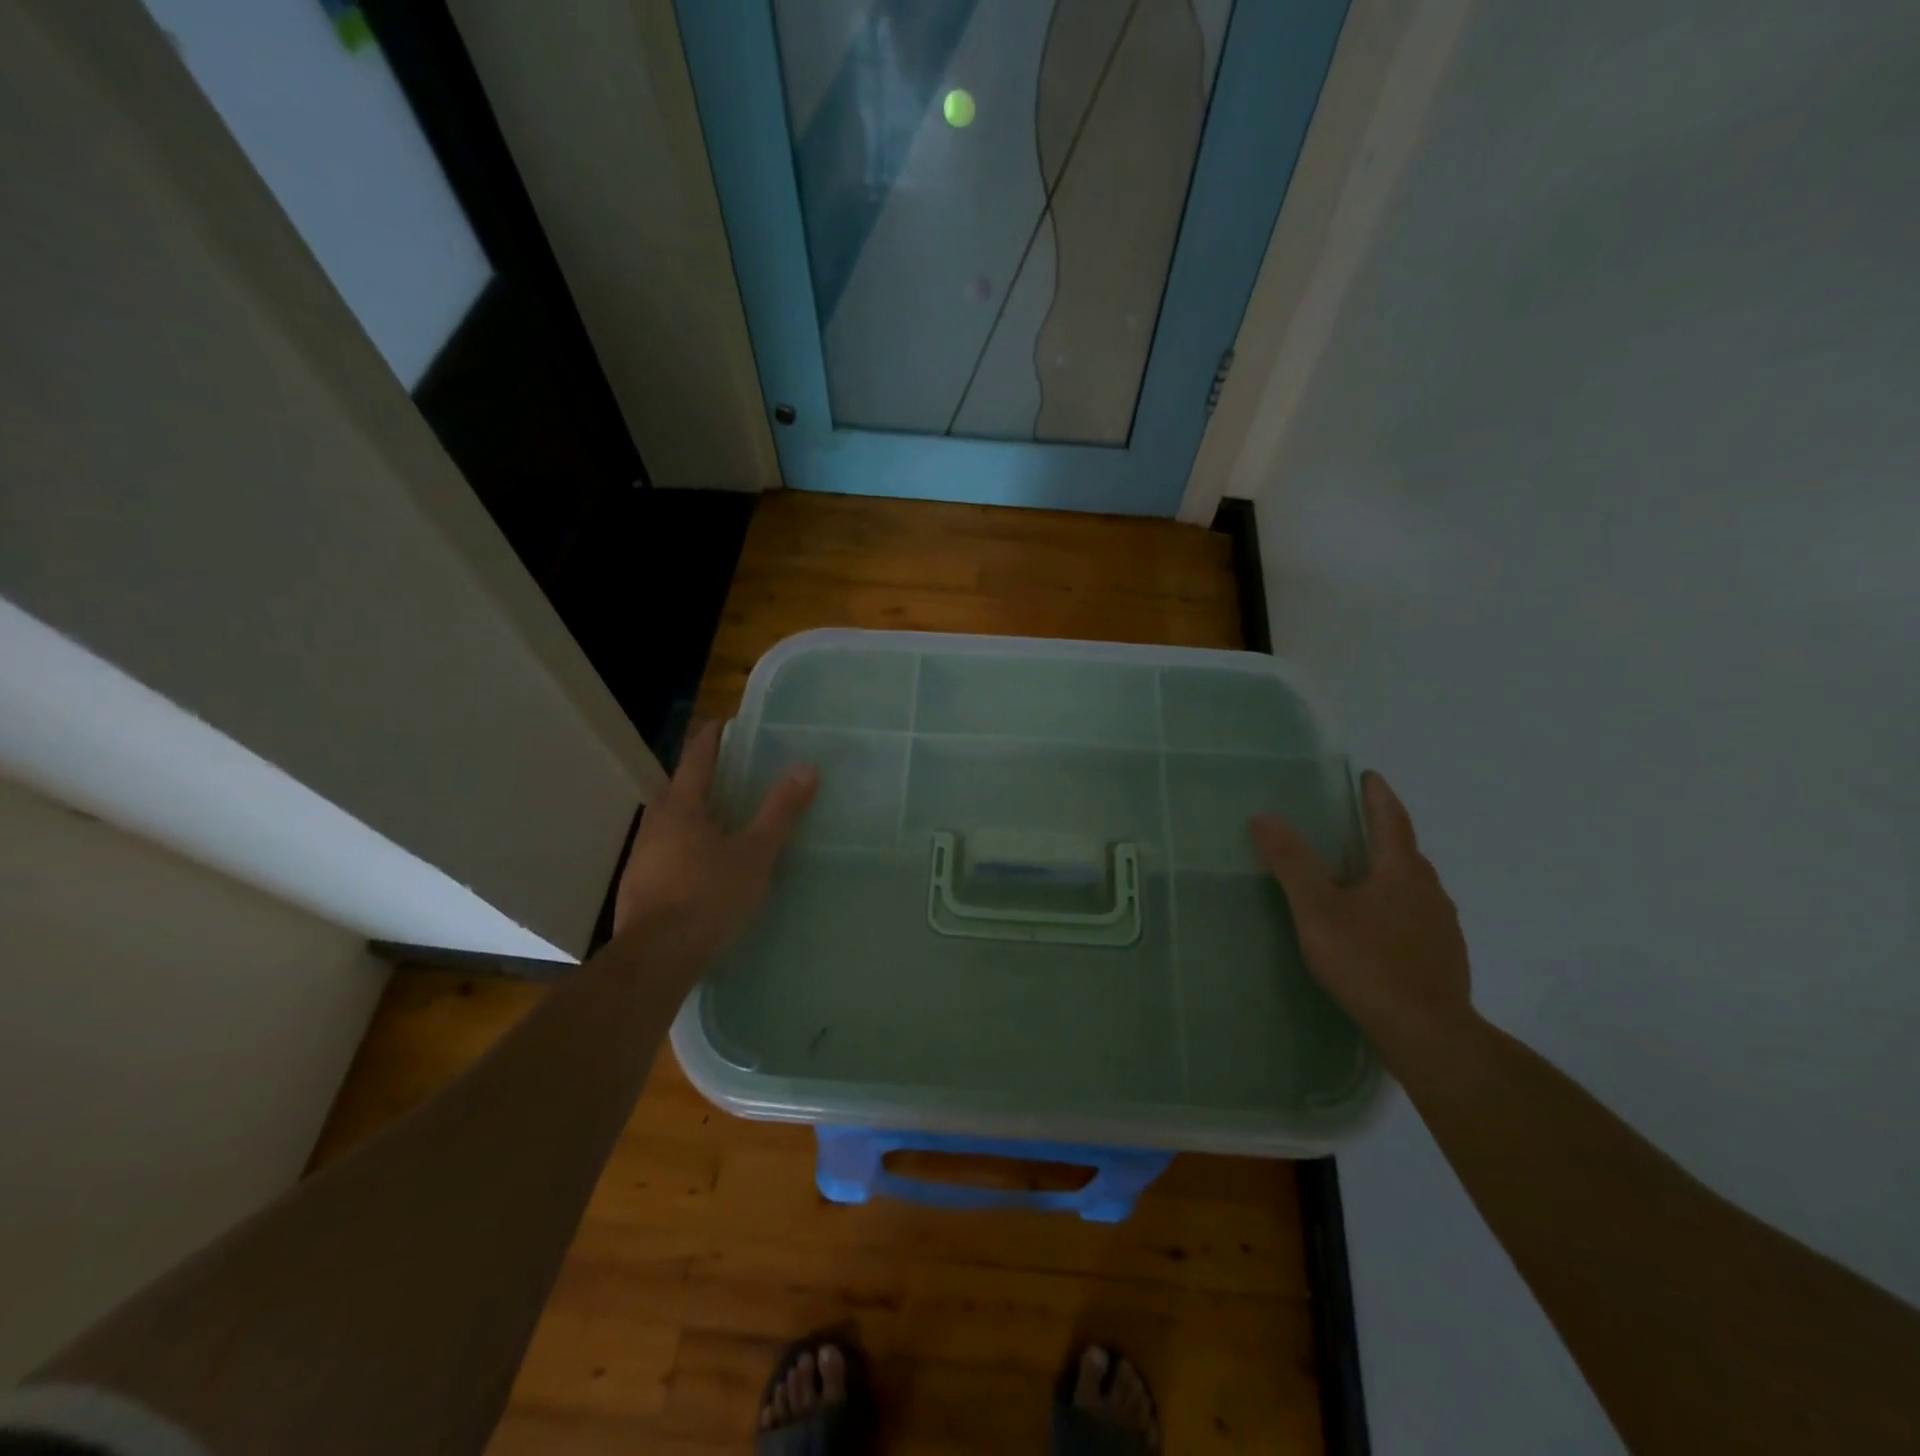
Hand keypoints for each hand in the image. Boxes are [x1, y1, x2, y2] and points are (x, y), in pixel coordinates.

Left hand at [613, 721, 816, 967]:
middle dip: (701, 778)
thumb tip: (806, 768)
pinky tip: (701, 866)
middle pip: (678, 789)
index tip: (725, 724)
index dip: (712, 738)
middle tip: (731, 776)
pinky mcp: (638, 886)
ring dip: (691, 815)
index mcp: (682, 807)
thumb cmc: (709, 895)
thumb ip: (780, 811)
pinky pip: (664, 852)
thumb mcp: (756, 853)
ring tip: (720, 820)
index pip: (696, 758)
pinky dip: (683, 847)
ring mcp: (641, 856)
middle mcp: (655, 823)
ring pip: (669, 823)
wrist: (656, 956)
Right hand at [1251, 771, 1472, 1048]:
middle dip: (1381, 834)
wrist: (1427, 1034)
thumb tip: (1264, 817)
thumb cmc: (1368, 962)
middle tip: (1353, 827)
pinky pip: (1416, 917)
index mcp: (1401, 871)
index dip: (1377, 795)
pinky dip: (1394, 908)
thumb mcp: (1317, 910)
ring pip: (1412, 887)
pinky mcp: (1443, 957)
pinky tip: (1375, 929)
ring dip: (1388, 873)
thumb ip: (1291, 863)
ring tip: (1358, 878)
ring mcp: (1441, 926)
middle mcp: (1429, 891)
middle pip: (1405, 852)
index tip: (1368, 776)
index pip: (1391, 819)